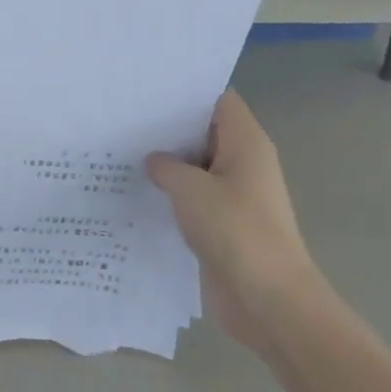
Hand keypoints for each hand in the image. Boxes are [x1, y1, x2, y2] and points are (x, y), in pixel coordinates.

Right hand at [145, 91, 315, 348]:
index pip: (218, 100)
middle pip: (204, 132)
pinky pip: (194, 199)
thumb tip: (153, 161)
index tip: (148, 90)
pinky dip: (172, 195)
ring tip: (121, 152)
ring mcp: (235, 196)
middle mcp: (243, 163)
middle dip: (168, 128)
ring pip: (196, 168)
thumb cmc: (235, 231)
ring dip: (167, 165)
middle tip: (124, 119)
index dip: (186, 91)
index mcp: (246, 143)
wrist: (269, 301)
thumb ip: (166, 167)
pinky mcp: (224, 225)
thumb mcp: (190, 190)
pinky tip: (137, 193)